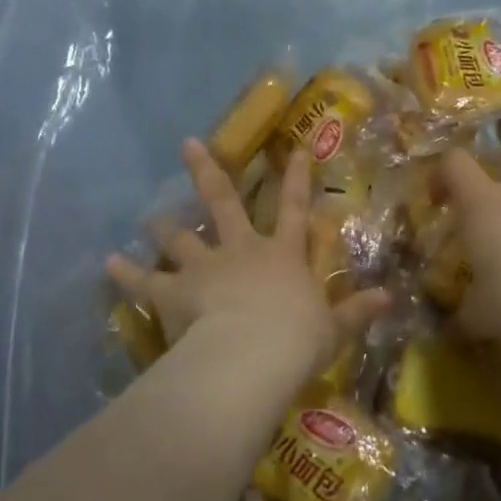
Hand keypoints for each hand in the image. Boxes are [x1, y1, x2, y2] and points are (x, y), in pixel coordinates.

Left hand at [106, 140, 387, 375]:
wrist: (253, 355)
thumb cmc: (297, 339)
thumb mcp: (334, 328)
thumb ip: (357, 311)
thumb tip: (390, 297)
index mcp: (281, 255)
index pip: (293, 208)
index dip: (296, 178)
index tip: (295, 148)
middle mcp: (241, 250)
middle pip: (222, 203)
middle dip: (207, 173)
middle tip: (187, 145)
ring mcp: (205, 268)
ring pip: (181, 239)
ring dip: (164, 227)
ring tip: (148, 217)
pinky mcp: (176, 292)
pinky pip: (146, 282)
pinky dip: (127, 273)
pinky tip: (109, 262)